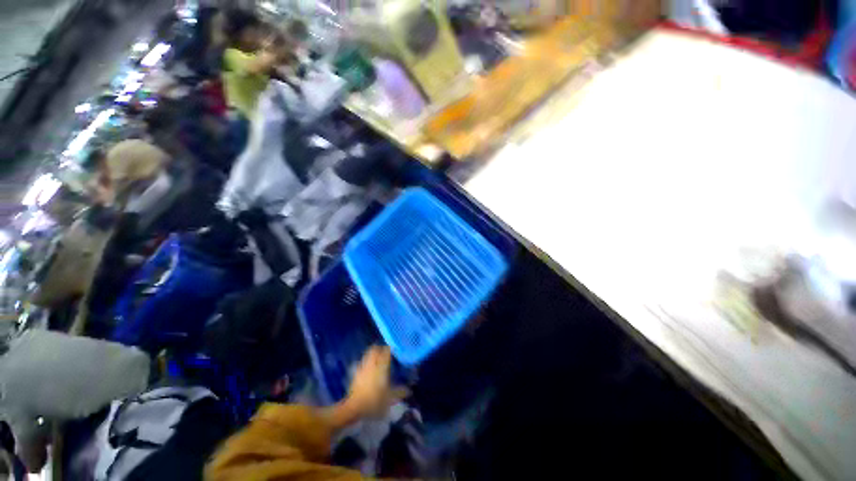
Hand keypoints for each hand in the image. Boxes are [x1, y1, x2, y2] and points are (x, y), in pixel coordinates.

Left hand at [347, 346, 408, 417]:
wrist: (354, 407)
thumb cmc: (374, 401)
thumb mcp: (389, 398)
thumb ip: (399, 392)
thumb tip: (409, 390)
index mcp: (381, 367)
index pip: (385, 351)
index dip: (389, 348)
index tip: (394, 349)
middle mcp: (372, 364)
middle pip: (375, 349)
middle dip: (379, 348)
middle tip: (385, 352)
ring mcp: (363, 368)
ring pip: (367, 354)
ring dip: (372, 354)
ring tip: (377, 358)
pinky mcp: (356, 373)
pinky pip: (362, 362)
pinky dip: (366, 361)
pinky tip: (369, 368)